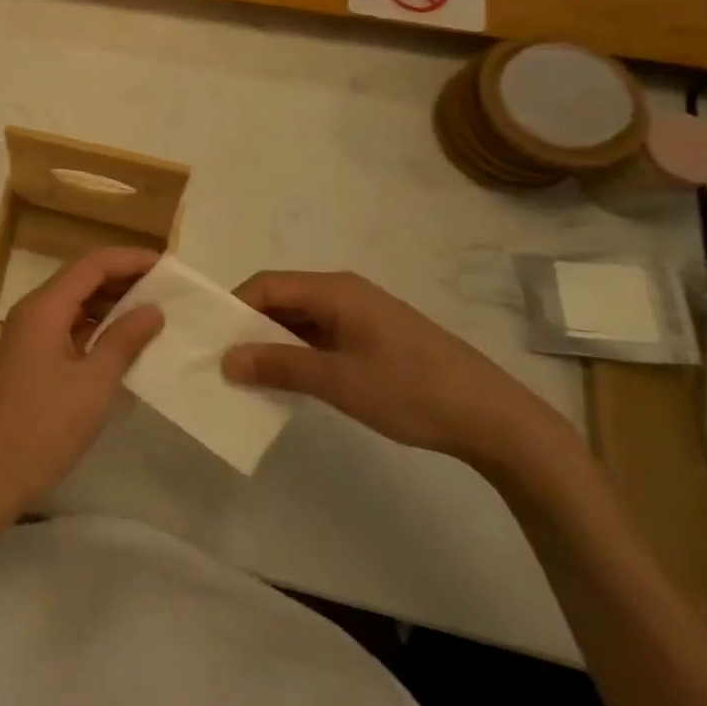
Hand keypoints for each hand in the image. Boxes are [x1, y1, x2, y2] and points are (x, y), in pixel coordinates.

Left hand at [0, 248, 163, 519]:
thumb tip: (153, 310)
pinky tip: (125, 343)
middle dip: (123, 280)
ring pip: (75, 304)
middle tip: (168, 291)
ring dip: (112, 305)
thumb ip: (124, 341)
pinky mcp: (32, 357)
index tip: (168, 267)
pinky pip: (69, 327)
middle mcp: (34, 310)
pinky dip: (97, 328)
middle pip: (82, 279)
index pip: (92, 264)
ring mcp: (30, 334)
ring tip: (155, 313)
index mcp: (44, 307)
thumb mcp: (94, 384)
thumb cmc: (43, 426)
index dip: (130, 260)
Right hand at [221, 271, 563, 468]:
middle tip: (223, 359)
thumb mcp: (339, 381)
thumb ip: (280, 366)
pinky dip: (298, 352)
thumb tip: (226, 359)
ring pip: (300, 318)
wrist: (497, 420)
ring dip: (273, 342)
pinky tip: (289, 379)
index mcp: (334, 290)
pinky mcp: (373, 337)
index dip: (233, 307)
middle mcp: (343, 292)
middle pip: (281, 298)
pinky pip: (320, 334)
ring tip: (249, 373)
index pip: (266, 284)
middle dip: (249, 326)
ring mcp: (361, 315)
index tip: (210, 339)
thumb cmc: (412, 391)